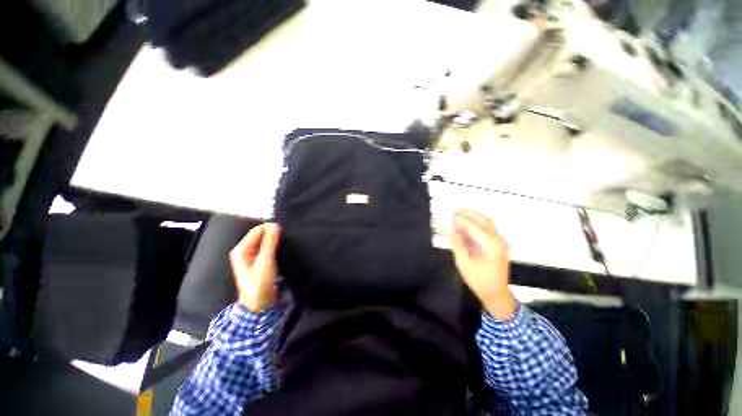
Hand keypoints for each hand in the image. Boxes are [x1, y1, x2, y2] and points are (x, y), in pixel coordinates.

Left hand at [229, 223, 280, 312]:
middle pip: (260, 235)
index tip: (284, 230)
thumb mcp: (265, 262)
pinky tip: (282, 248)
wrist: (259, 305)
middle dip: (273, 234)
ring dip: (275, 240)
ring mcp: (252, 256)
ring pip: (265, 241)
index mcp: (241, 249)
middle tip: (286, 237)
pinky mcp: (259, 261)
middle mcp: (245, 250)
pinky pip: (268, 248)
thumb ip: (270, 243)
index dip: (270, 228)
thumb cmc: (260, 283)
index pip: (257, 230)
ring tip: (286, 242)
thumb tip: (275, 225)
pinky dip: (275, 246)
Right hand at [451, 209, 515, 319]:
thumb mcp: (464, 264)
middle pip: (484, 221)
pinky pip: (488, 228)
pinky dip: (477, 223)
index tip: (450, 215)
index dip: (461, 220)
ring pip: (487, 223)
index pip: (474, 227)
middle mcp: (499, 241)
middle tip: (455, 211)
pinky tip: (467, 224)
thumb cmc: (479, 280)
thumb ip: (456, 244)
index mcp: (491, 246)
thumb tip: (448, 229)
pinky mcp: (499, 244)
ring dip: (474, 216)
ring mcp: (501, 242)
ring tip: (460, 213)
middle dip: (469, 214)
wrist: (496, 293)